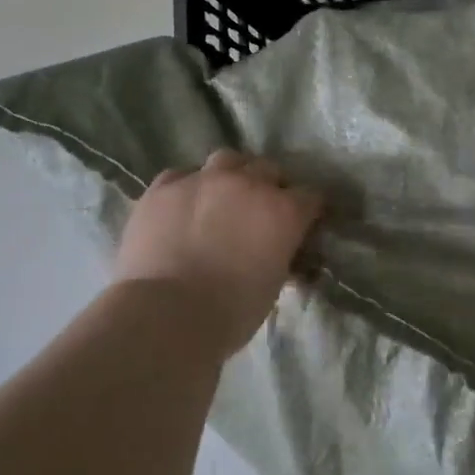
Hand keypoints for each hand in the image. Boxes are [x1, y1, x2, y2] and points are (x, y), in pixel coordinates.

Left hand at [115, 150, 323, 356]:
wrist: (165, 314)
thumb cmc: (230, 312)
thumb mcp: (273, 285)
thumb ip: (281, 255)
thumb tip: (279, 251)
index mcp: (283, 211)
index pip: (311, 196)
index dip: (307, 210)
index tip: (302, 224)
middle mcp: (247, 184)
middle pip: (269, 169)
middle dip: (269, 187)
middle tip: (259, 212)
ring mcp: (203, 180)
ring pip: (227, 160)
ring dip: (231, 175)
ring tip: (221, 198)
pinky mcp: (163, 187)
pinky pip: (181, 175)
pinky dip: (187, 188)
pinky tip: (181, 208)